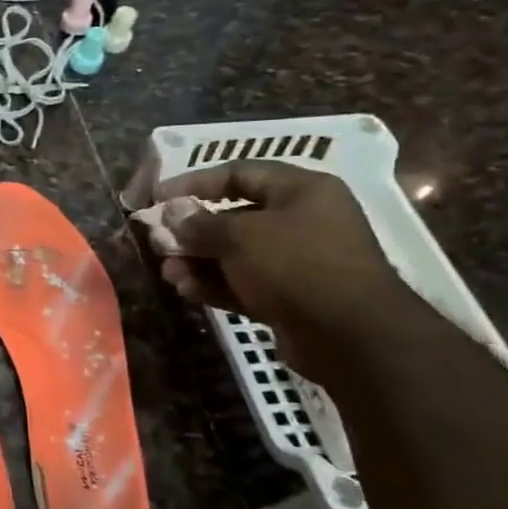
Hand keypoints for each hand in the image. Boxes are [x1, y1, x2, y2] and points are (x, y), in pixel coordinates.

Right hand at [155, 161, 416, 377]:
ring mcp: (297, 260)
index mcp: (301, 191)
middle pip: (233, 217)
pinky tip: (187, 290)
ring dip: (197, 262)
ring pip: (235, 254)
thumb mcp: (239, 236)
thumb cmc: (295, 265)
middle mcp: (302, 220)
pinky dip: (215, 284)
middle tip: (160, 243)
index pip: (239, 173)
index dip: (194, 182)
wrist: (349, 334)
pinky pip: (244, 283)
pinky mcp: (290, 296)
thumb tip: (172, 214)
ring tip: (169, 274)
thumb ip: (199, 223)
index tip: (158, 196)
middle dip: (192, 231)